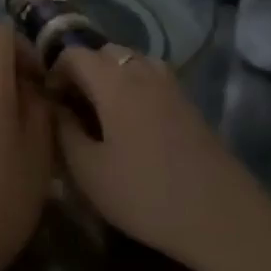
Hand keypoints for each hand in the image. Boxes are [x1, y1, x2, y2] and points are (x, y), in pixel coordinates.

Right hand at [53, 45, 270, 270]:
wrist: (221, 217)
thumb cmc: (144, 194)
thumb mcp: (88, 171)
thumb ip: (64, 132)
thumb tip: (55, 107)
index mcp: (115, 83)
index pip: (75, 54)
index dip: (54, 72)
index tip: (48, 104)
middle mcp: (145, 73)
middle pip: (106, 52)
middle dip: (83, 72)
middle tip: (72, 109)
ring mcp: (173, 88)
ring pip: (133, 63)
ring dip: (111, 78)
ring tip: (100, 115)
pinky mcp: (190, 105)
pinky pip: (153, 80)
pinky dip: (134, 89)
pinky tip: (130, 127)